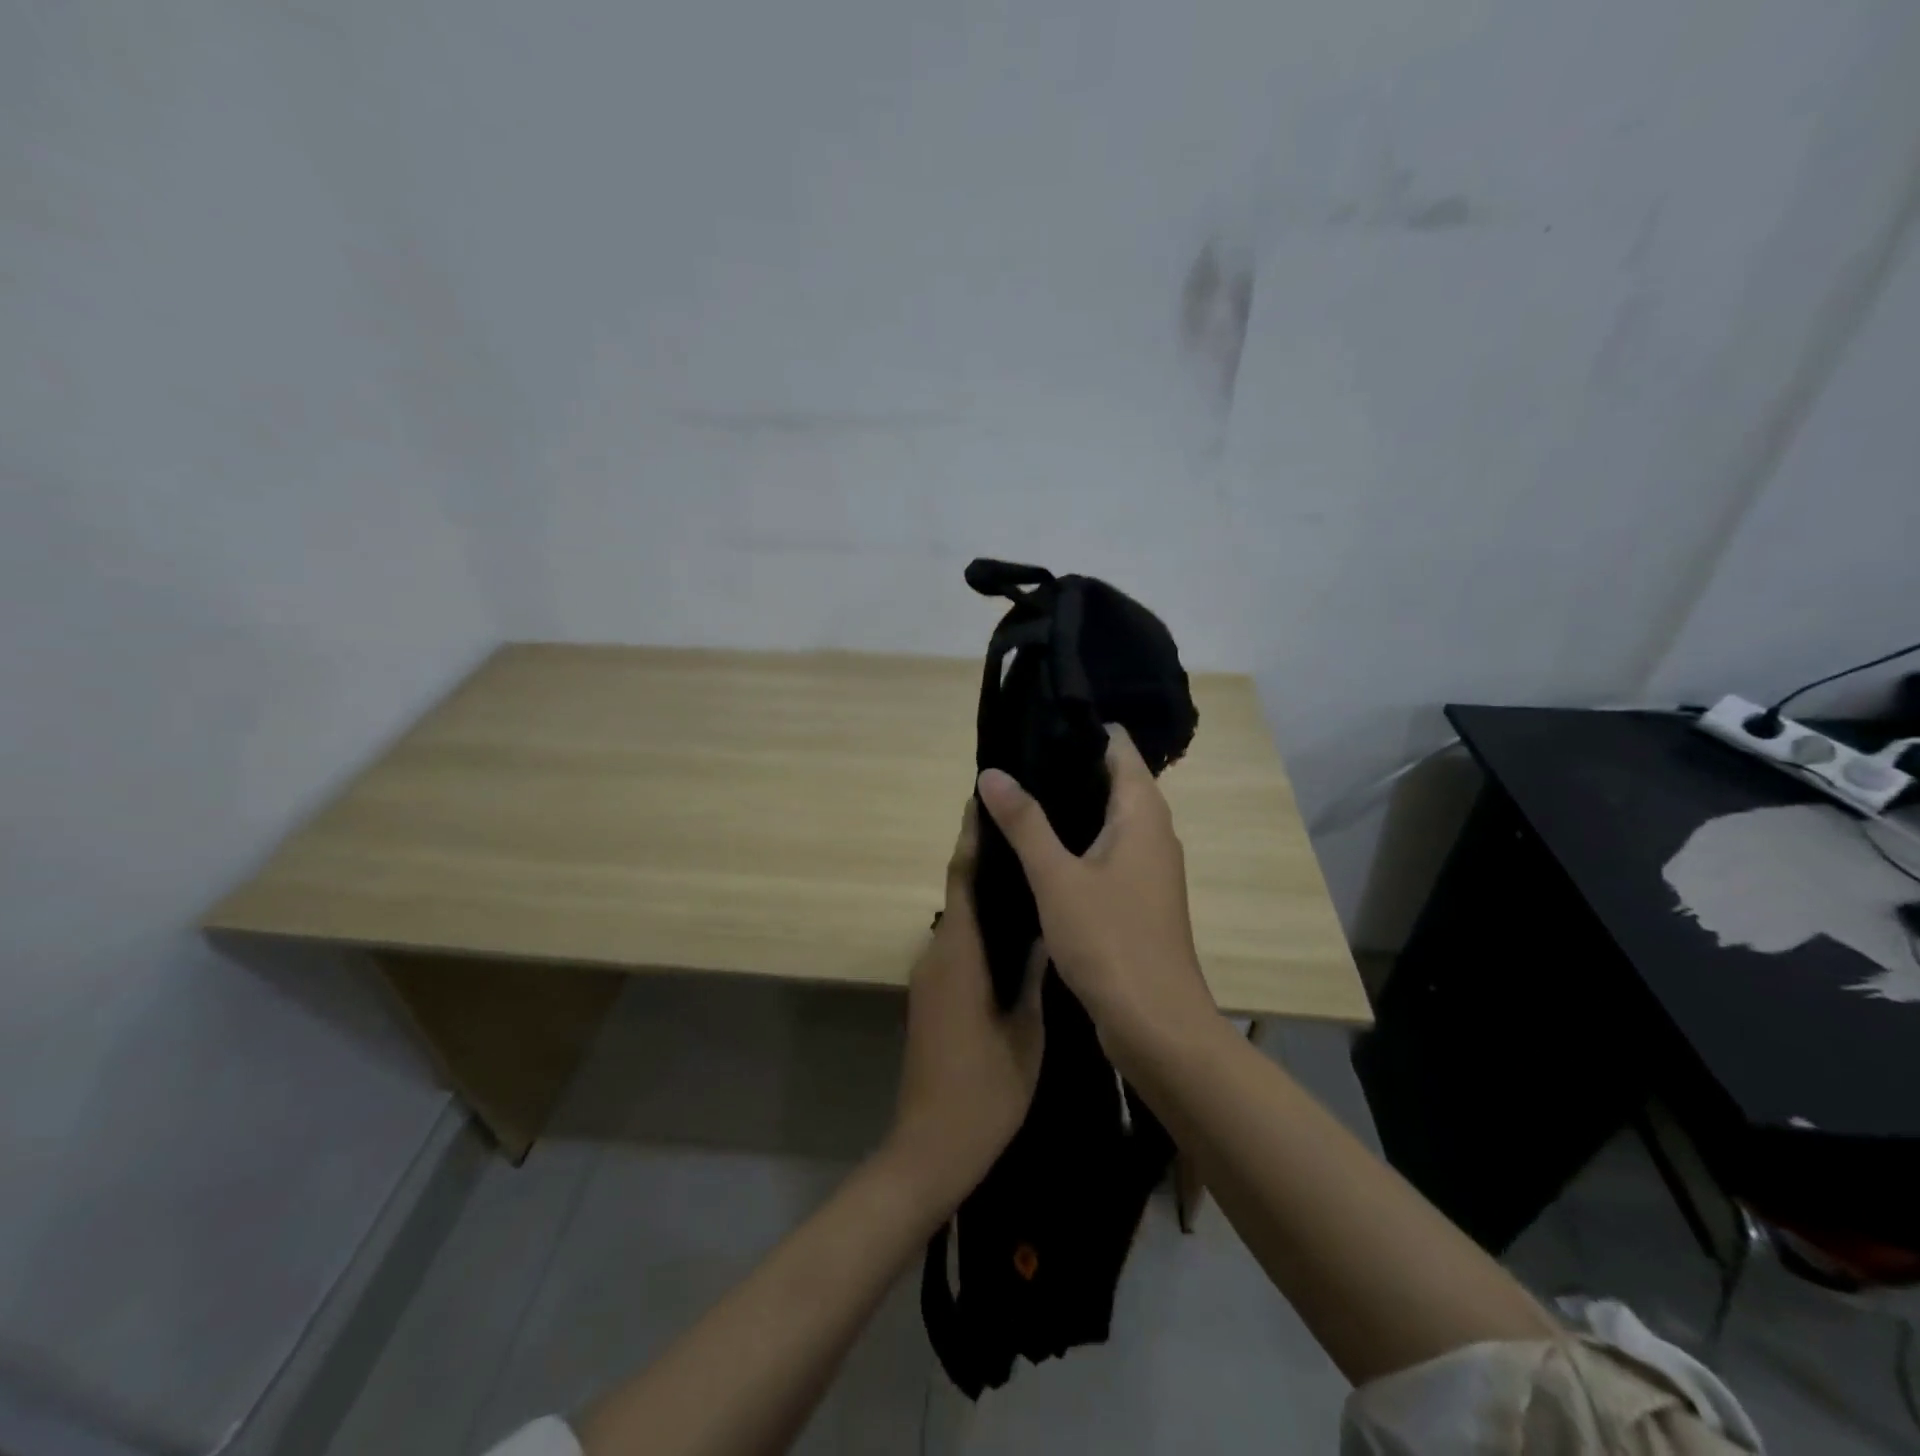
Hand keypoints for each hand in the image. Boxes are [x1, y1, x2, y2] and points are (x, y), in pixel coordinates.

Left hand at [887, 801, 1044, 1214]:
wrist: (930, 1148)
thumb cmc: (984, 1091)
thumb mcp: (1025, 1032)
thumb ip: (1032, 975)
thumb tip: (1044, 928)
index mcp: (959, 956)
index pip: (962, 880)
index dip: (971, 838)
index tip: (981, 801)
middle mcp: (937, 956)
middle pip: (959, 895)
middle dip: (985, 861)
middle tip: (1026, 835)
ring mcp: (930, 978)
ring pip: (960, 923)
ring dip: (985, 898)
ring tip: (1029, 877)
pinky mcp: (931, 998)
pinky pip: (957, 949)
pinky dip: (981, 930)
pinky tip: (1014, 934)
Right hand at [976, 725, 1216, 1048]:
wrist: (1155, 1025)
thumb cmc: (1109, 940)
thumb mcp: (1056, 877)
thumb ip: (1024, 822)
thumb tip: (992, 773)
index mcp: (1143, 813)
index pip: (1118, 746)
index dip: (1080, 730)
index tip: (1034, 725)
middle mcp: (1153, 831)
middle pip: (1112, 779)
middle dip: (1065, 768)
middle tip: (1012, 762)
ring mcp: (1148, 867)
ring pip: (1108, 818)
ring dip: (1068, 807)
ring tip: (1016, 797)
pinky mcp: (1138, 898)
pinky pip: (1106, 851)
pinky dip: (1076, 842)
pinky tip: (1038, 851)